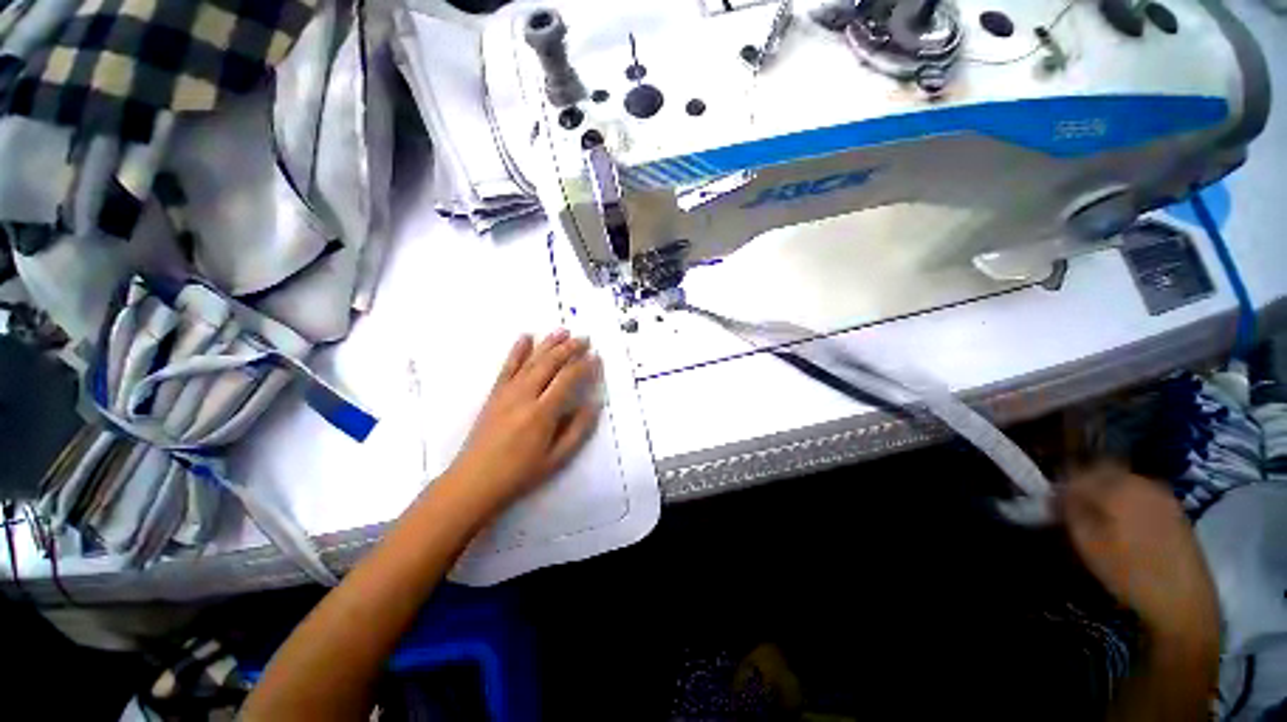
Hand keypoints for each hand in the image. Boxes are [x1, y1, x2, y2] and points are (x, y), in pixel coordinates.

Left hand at [443, 330, 601, 513]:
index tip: (596, 357)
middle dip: (569, 348)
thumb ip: (578, 429)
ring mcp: (507, 392)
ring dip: (548, 343)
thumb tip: (593, 403)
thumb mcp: (557, 458)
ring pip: (531, 360)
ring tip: (563, 330)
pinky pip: (507, 366)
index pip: (568, 379)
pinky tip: (525, 337)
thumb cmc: (520, 473)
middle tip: (585, 338)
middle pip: (550, 363)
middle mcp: (525, 395)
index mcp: (542, 412)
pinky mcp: (494, 393)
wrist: (475, 480)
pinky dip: (517, 350)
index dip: (584, 366)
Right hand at [1062, 465, 1218, 643]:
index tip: (1051, 504)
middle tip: (1072, 506)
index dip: (1060, 486)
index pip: (1077, 473)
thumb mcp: (1089, 546)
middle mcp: (1140, 482)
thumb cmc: (1130, 573)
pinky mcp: (1174, 509)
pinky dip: (1125, 500)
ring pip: (1123, 481)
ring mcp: (1161, 495)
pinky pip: (1140, 493)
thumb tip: (1057, 496)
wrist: (1184, 600)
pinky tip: (1122, 524)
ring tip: (1096, 517)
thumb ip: (1070, 513)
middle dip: (1084, 484)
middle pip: (1103, 470)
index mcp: (1117, 487)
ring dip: (1105, 491)